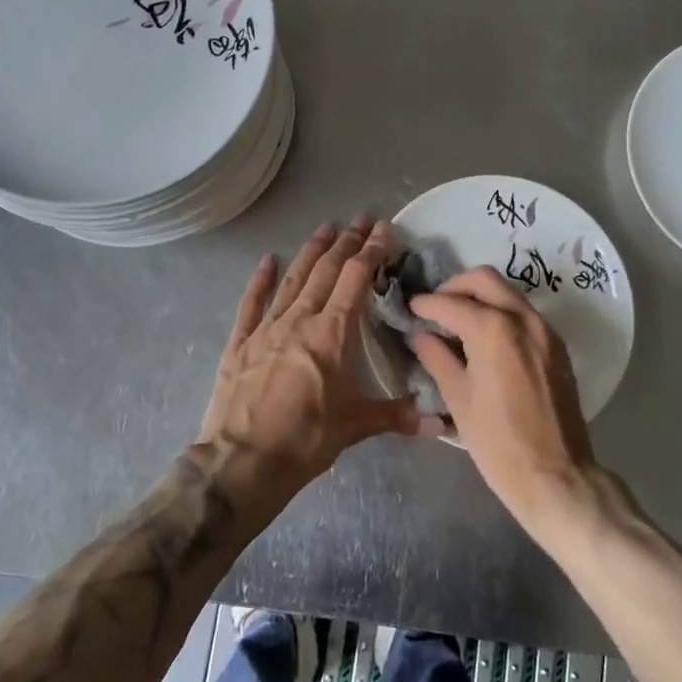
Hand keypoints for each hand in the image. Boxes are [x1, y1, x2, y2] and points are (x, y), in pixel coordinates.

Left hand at [199, 218, 419, 495]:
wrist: (242, 462)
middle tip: (360, 219)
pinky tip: (267, 261)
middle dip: (346, 243)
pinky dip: (261, 280)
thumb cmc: (305, 440)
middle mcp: (299, 320)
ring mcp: (266, 328)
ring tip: (325, 228)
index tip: (384, 229)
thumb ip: (398, 416)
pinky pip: (251, 303)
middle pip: (325, 271)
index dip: (371, 251)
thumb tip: (441, 423)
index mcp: (331, 334)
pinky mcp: (240, 343)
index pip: (355, 279)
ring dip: (310, 252)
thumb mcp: (356, 426)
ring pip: (293, 280)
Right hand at [406, 267, 595, 521]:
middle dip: (455, 287)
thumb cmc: (498, 442)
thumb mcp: (457, 399)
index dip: (425, 304)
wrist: (556, 476)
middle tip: (435, 308)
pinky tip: (485, 338)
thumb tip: (419, 334)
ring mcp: (545, 330)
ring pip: (508, 293)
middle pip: (484, 280)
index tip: (410, 309)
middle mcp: (523, 318)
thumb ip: (436, 357)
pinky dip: (501, 312)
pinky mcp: (557, 346)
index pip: (450, 303)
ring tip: (457, 321)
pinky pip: (524, 313)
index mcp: (493, 330)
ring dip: (480, 297)